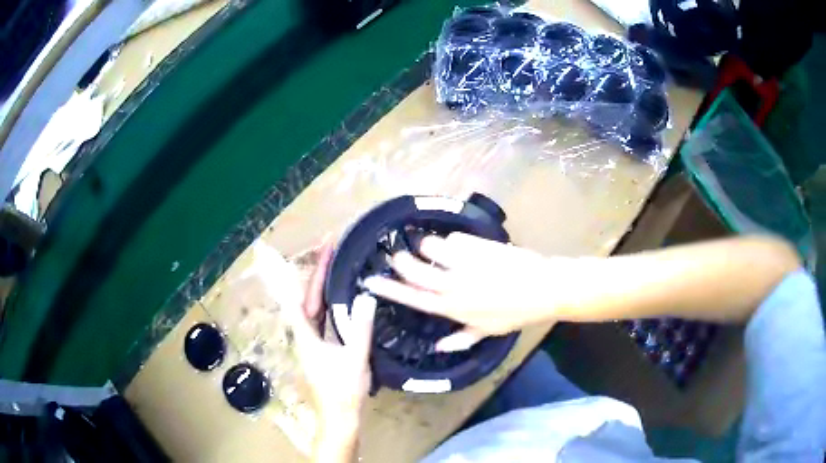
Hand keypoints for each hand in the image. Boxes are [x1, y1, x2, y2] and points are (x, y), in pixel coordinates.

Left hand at [287, 242, 375, 460]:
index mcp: (306, 334)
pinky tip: (342, 297)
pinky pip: (323, 318)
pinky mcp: (321, 348)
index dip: (311, 269)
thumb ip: (359, 329)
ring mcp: (312, 341)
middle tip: (334, 246)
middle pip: (308, 295)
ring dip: (324, 284)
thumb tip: (366, 296)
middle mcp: (305, 333)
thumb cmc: (343, 391)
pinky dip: (331, 302)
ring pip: (315, 306)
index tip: (323, 246)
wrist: (338, 418)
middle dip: (319, 270)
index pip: (301, 294)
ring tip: (337, 263)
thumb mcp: (355, 359)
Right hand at [364, 232, 567, 350]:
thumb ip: (460, 341)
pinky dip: (452, 242)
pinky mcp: (476, 244)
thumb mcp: (487, 332)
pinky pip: (452, 238)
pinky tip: (461, 247)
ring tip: (435, 251)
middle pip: (413, 269)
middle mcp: (452, 284)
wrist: (543, 287)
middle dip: (400, 261)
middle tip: (398, 256)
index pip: (412, 298)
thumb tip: (437, 347)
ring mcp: (464, 262)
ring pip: (429, 247)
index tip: (370, 281)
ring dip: (427, 248)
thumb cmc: (515, 313)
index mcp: (452, 308)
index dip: (388, 289)